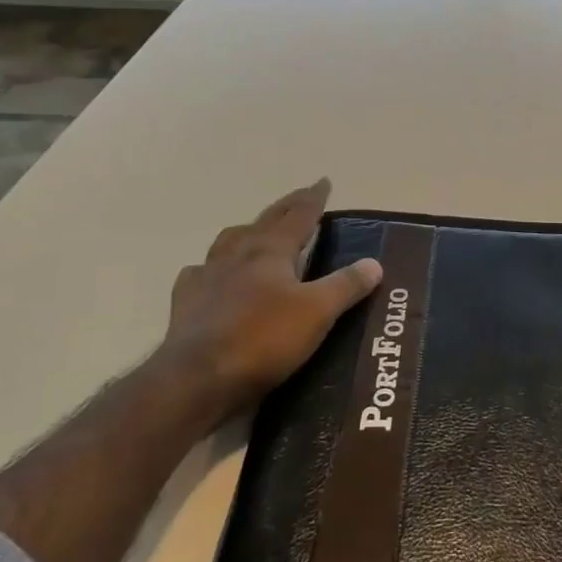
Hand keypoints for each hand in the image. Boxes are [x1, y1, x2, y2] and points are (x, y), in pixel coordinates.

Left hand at [156, 178, 381, 414]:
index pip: (298, 215)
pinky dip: (212, 269)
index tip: (323, 181)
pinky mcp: (187, 304)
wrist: (198, 380)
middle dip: (286, 207)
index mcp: (270, 250)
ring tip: (257, 232)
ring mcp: (207, 277)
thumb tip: (374, 262)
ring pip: (229, 241)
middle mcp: (237, 254)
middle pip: (265, 221)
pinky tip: (213, 276)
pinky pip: (200, 275)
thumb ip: (346, 285)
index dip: (313, 198)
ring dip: (248, 231)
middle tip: (300, 197)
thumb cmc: (263, 339)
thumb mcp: (317, 312)